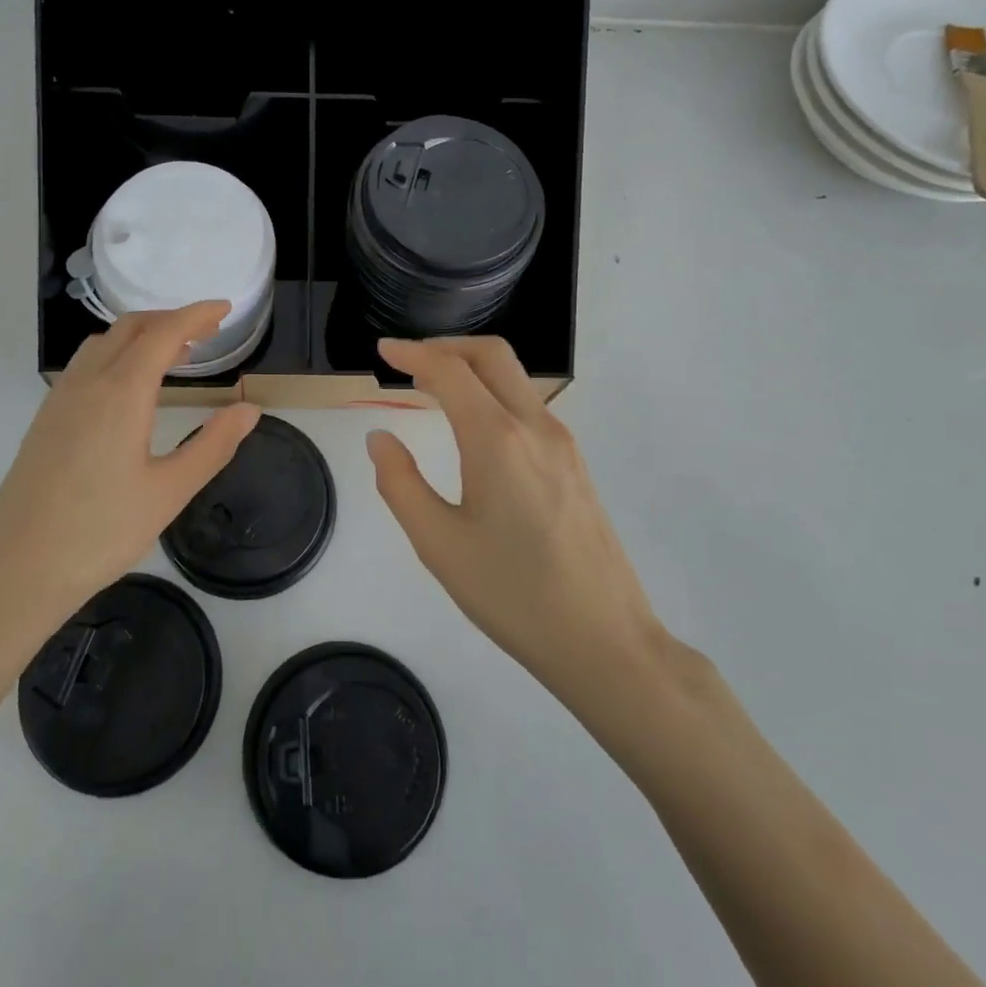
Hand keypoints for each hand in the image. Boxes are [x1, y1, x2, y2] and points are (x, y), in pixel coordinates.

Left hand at [0, 302, 260, 639]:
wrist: (16, 572)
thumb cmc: (100, 533)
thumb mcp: (169, 492)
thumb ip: (213, 446)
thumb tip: (249, 410)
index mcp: (121, 393)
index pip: (163, 333)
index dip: (196, 315)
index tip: (225, 309)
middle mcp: (87, 383)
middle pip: (130, 327)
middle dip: (170, 319)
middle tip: (206, 331)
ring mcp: (60, 399)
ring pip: (103, 343)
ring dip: (141, 335)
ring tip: (174, 355)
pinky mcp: (45, 419)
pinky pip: (85, 364)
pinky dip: (116, 354)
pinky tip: (128, 387)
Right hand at [366, 337, 664, 697]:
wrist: (605, 641)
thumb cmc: (512, 594)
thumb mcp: (439, 543)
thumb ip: (400, 483)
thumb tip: (380, 438)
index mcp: (497, 439)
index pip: (450, 371)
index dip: (413, 353)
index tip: (384, 350)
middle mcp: (535, 426)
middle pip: (491, 355)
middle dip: (446, 346)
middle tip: (409, 360)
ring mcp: (563, 443)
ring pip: (515, 379)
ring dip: (472, 369)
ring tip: (434, 390)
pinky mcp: (575, 464)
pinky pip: (528, 407)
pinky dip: (493, 394)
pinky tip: (474, 427)